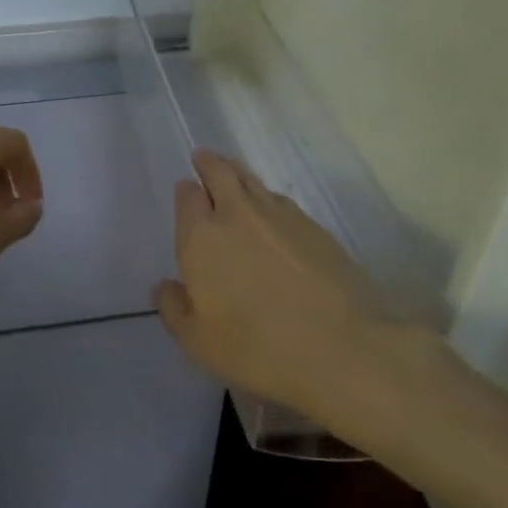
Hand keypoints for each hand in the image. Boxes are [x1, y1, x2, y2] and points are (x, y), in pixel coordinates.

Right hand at [156, 150, 454, 433]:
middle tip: (204, 158)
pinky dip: (270, 199)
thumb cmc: (256, 348)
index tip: (186, 190)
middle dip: (209, 163)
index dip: (186, 191)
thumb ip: (174, 309)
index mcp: (202, 237)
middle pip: (220, 172)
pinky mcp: (315, 226)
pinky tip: (273, 213)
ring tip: (235, 176)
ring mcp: (280, 215)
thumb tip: (166, 286)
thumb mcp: (198, 342)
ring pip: (253, 181)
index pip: (187, 197)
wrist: (341, 348)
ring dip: (239, 174)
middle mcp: (237, 215)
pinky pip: (282, 201)